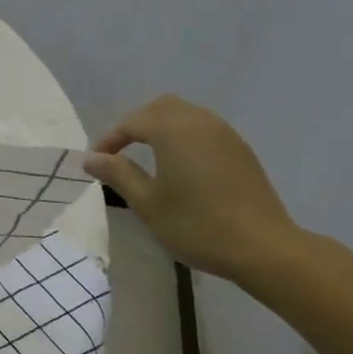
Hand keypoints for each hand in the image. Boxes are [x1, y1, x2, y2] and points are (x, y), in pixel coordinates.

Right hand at [84, 94, 302, 281]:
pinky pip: (204, 129)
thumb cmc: (196, 225)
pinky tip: (178, 166)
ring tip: (145, 157)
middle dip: (135, 124)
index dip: (109, 139)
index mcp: (174, 131)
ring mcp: (225, 134)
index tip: (95, 162)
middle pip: (161, 107)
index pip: (132, 121)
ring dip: (161, 128)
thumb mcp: (147, 203)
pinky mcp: (240, 150)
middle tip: (119, 153)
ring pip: (185, 114)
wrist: (261, 246)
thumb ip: (118, 174)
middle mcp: (201, 122)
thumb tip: (91, 158)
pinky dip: (183, 136)